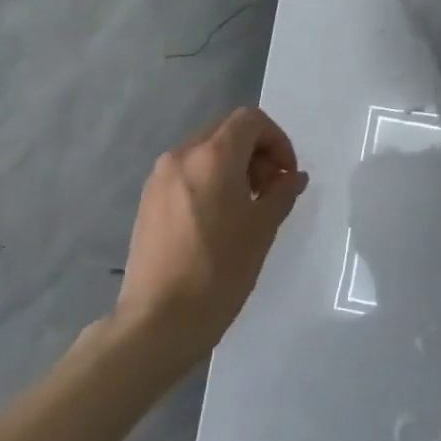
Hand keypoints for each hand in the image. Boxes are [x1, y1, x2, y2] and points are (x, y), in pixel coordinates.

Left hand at [115, 107, 309, 357]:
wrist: (160, 319)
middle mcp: (180, 156)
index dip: (278, 141)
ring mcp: (159, 178)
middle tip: (271, 191)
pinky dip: (211, 182)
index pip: (250, 121)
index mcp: (212, 156)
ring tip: (247, 208)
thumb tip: (292, 177)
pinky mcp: (148, 201)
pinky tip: (219, 221)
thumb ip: (282, 193)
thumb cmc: (220, 271)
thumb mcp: (262, 229)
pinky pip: (187, 174)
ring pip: (205, 153)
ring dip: (234, 168)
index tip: (287, 176)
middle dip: (256, 153)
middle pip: (226, 132)